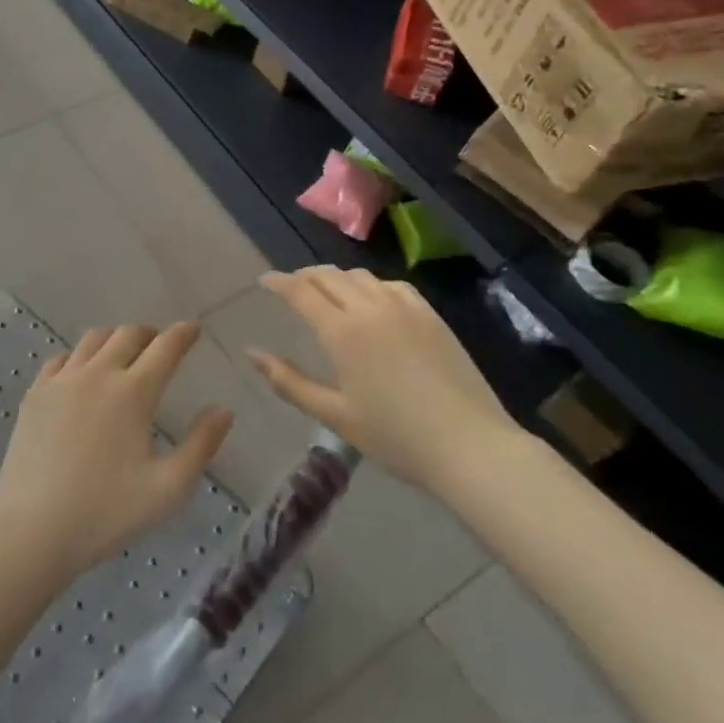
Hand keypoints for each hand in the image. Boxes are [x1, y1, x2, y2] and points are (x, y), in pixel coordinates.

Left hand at [0, 323, 232, 579]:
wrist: (33, 528)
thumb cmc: (106, 512)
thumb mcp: (168, 488)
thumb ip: (201, 445)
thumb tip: (223, 410)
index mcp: (133, 392)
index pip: (165, 347)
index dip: (183, 334)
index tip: (193, 329)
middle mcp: (97, 374)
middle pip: (127, 334)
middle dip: (150, 333)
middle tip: (160, 344)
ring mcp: (61, 381)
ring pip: (92, 339)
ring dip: (115, 338)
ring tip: (124, 352)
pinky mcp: (35, 394)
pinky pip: (62, 359)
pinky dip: (80, 356)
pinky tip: (82, 371)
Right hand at [246, 268, 527, 493]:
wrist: (471, 446)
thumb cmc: (396, 437)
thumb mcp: (334, 415)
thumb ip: (289, 382)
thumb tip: (252, 354)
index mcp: (342, 332)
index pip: (300, 291)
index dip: (278, 282)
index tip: (264, 280)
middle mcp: (370, 308)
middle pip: (329, 276)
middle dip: (304, 276)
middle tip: (291, 287)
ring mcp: (405, 308)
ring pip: (361, 276)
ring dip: (337, 278)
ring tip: (327, 292)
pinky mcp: (431, 316)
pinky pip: (392, 285)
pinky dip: (371, 285)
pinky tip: (371, 300)